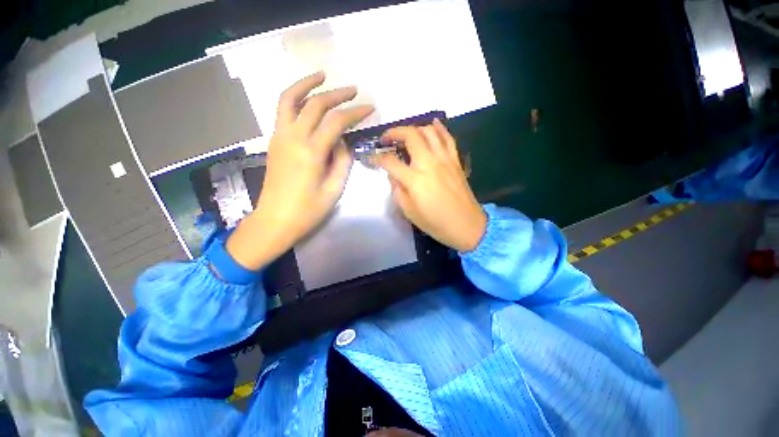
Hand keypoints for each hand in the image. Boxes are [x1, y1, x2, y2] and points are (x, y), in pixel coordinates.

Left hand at [227, 72, 373, 269]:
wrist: (275, 220)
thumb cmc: (308, 210)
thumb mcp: (334, 189)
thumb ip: (342, 161)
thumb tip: (343, 142)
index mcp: (311, 152)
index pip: (336, 122)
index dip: (355, 112)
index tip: (369, 108)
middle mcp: (293, 137)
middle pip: (315, 104)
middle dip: (337, 94)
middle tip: (354, 91)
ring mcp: (279, 137)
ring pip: (290, 98)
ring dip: (306, 83)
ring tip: (322, 75)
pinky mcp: (274, 141)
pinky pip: (283, 111)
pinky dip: (294, 97)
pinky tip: (307, 98)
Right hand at [373, 119, 486, 252]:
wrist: (466, 225)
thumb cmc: (436, 223)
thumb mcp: (409, 211)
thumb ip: (397, 190)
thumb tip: (393, 175)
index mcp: (414, 179)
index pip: (390, 161)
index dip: (377, 158)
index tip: (371, 158)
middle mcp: (429, 163)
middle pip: (410, 136)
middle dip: (394, 133)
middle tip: (386, 139)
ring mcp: (444, 159)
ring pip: (429, 131)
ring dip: (414, 129)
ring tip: (406, 135)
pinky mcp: (455, 160)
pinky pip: (447, 138)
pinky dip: (439, 128)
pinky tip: (432, 123)